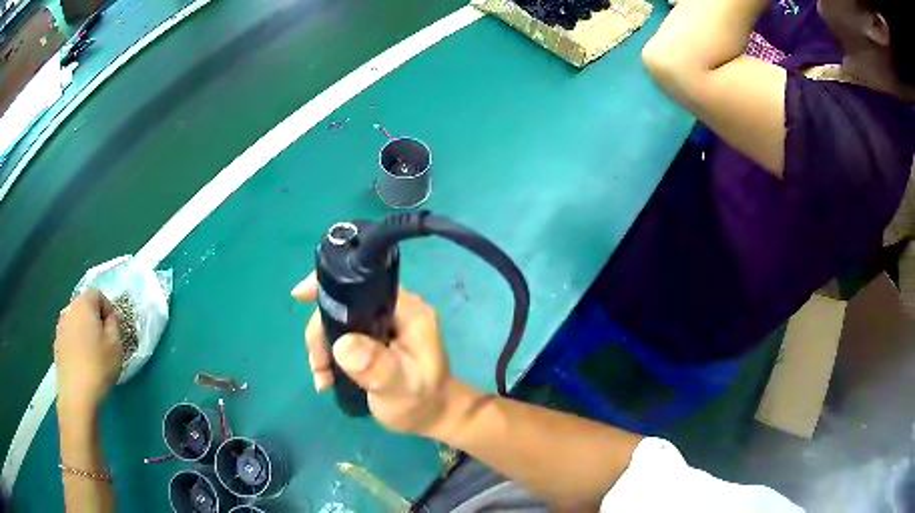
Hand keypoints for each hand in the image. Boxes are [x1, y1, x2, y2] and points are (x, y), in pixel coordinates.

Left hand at [54, 290, 122, 414]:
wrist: (76, 394)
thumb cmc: (98, 367)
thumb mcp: (116, 346)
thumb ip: (115, 324)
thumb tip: (111, 317)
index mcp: (84, 305)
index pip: (98, 294)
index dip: (108, 309)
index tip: (114, 330)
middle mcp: (69, 309)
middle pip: (84, 306)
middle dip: (94, 319)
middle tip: (104, 342)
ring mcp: (60, 327)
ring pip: (75, 322)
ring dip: (84, 331)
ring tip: (92, 354)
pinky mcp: (56, 344)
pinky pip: (69, 336)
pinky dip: (76, 344)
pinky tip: (82, 363)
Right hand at [292, 273, 457, 435]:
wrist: (433, 417)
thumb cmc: (421, 403)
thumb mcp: (400, 388)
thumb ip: (376, 367)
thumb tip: (342, 345)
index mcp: (407, 311)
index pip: (364, 284)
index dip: (330, 286)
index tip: (299, 296)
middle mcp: (394, 310)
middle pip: (344, 305)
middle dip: (321, 332)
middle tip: (318, 366)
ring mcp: (383, 324)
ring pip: (339, 322)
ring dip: (323, 349)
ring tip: (323, 379)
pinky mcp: (374, 339)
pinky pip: (342, 337)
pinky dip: (329, 355)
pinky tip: (326, 378)